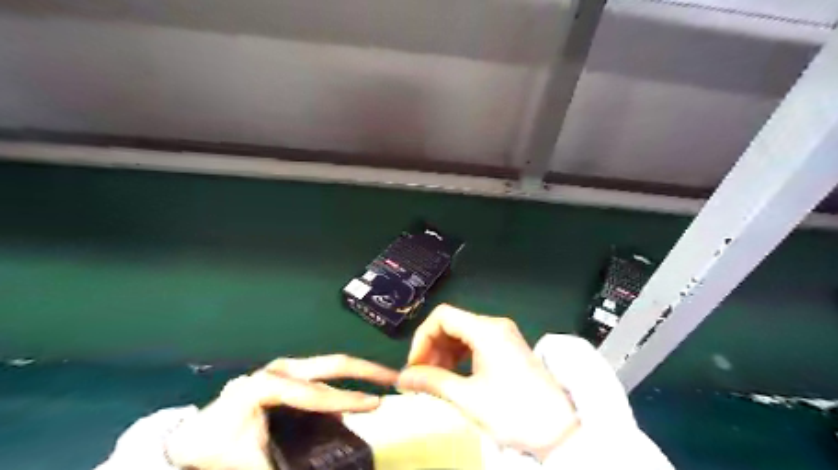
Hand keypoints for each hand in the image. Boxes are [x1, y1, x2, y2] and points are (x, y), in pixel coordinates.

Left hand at [167, 356, 398, 469]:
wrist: (195, 434)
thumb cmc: (220, 448)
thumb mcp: (247, 464)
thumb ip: (281, 468)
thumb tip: (333, 463)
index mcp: (268, 385)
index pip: (317, 395)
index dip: (350, 400)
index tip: (379, 404)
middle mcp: (281, 368)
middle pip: (332, 364)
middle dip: (366, 369)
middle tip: (395, 376)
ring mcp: (286, 367)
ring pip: (331, 366)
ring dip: (359, 373)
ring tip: (384, 383)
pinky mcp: (290, 373)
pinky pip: (323, 376)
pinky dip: (345, 382)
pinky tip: (358, 395)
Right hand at [396, 303, 580, 460]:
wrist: (559, 431)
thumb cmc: (513, 412)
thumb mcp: (467, 397)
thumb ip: (431, 382)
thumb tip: (401, 378)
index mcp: (486, 330)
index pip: (442, 316)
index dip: (422, 338)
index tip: (414, 365)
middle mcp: (495, 325)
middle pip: (452, 323)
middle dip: (432, 348)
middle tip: (423, 376)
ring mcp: (503, 335)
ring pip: (462, 333)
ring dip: (444, 353)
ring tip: (436, 379)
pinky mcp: (507, 347)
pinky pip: (474, 342)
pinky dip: (459, 356)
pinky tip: (454, 375)